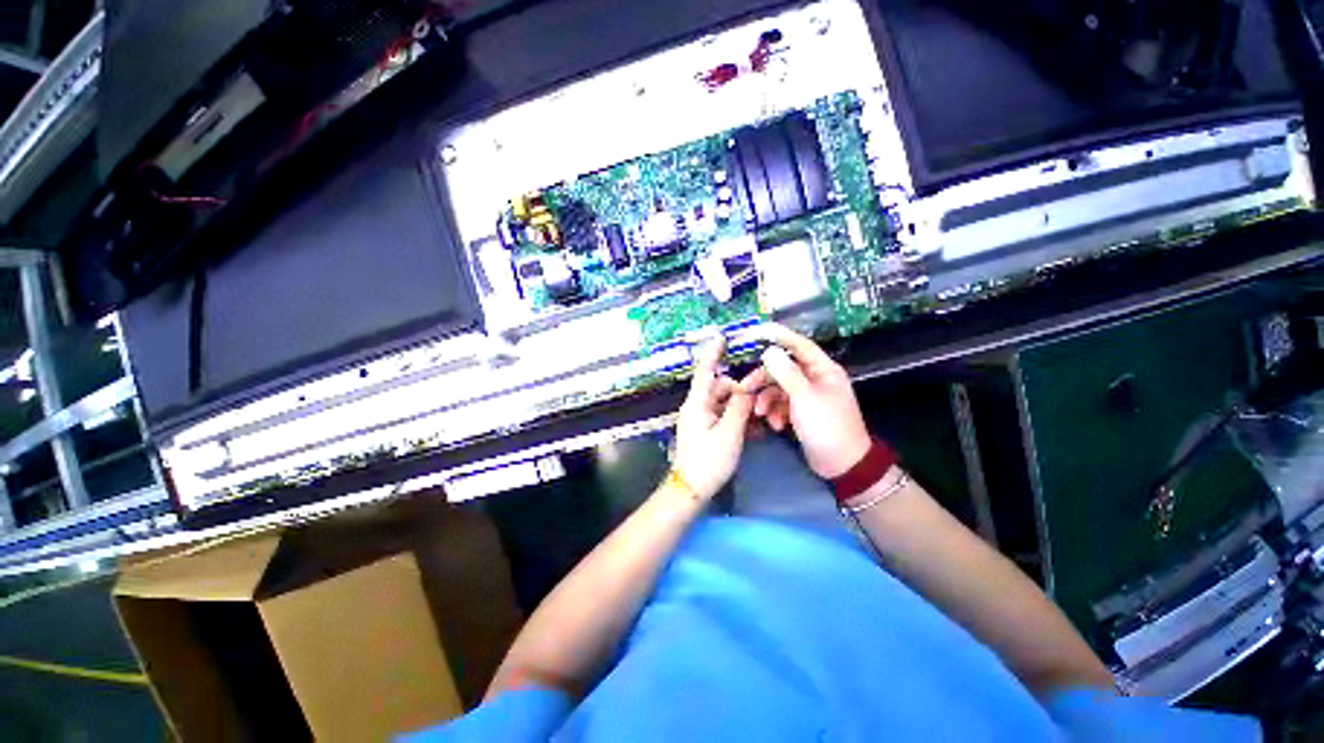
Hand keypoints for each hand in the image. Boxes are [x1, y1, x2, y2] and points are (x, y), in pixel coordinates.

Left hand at [672, 337, 754, 498]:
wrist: (691, 489)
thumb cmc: (708, 461)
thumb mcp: (729, 434)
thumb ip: (739, 408)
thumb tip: (747, 389)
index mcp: (697, 403)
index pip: (705, 372)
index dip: (713, 353)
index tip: (721, 337)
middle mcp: (697, 406)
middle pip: (722, 388)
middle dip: (740, 393)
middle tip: (759, 406)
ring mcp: (701, 418)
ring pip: (725, 403)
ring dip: (741, 408)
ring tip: (758, 423)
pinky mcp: (706, 429)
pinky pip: (723, 416)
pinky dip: (737, 419)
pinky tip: (752, 431)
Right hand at [739, 325, 870, 478]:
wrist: (841, 465)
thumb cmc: (826, 426)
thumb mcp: (803, 397)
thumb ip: (785, 372)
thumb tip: (769, 350)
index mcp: (823, 370)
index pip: (799, 344)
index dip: (778, 336)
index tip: (756, 331)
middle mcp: (815, 379)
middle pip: (782, 369)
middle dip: (763, 380)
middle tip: (745, 389)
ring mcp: (808, 396)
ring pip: (779, 388)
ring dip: (767, 400)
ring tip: (761, 415)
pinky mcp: (802, 412)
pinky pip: (782, 404)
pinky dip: (775, 412)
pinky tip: (776, 425)